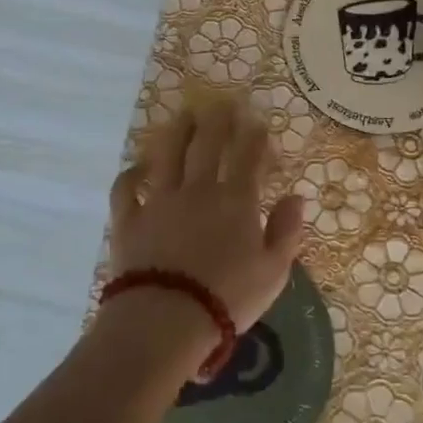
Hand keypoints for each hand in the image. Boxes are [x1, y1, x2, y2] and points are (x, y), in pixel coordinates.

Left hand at [108, 100, 305, 363]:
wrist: (166, 320)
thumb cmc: (228, 298)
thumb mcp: (274, 271)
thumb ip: (287, 231)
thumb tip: (296, 197)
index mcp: (236, 201)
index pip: (248, 156)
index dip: (255, 135)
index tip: (258, 121)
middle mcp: (198, 190)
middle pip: (207, 144)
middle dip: (217, 119)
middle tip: (222, 102)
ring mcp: (159, 201)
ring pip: (167, 154)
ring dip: (177, 131)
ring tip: (183, 115)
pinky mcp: (128, 219)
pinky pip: (126, 187)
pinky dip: (132, 173)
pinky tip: (138, 166)